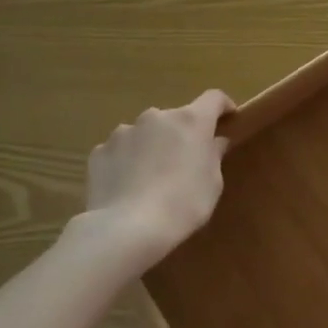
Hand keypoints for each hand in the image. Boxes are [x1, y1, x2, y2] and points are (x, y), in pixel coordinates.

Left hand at [74, 90, 233, 269]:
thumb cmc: (183, 204)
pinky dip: (128, 161)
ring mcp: (124, 132)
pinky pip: (121, 150)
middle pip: (176, 118)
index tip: (227, 120)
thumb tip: (214, 142)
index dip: (223, 106)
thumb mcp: (212, 183)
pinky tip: (128, 186)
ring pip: (146, 133)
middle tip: (185, 162)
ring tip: (151, 177)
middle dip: (182, 134)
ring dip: (153, 146)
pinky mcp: (100, 151)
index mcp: (191, 121)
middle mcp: (156, 117)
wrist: (127, 228)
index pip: (214, 98)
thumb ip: (214, 155)